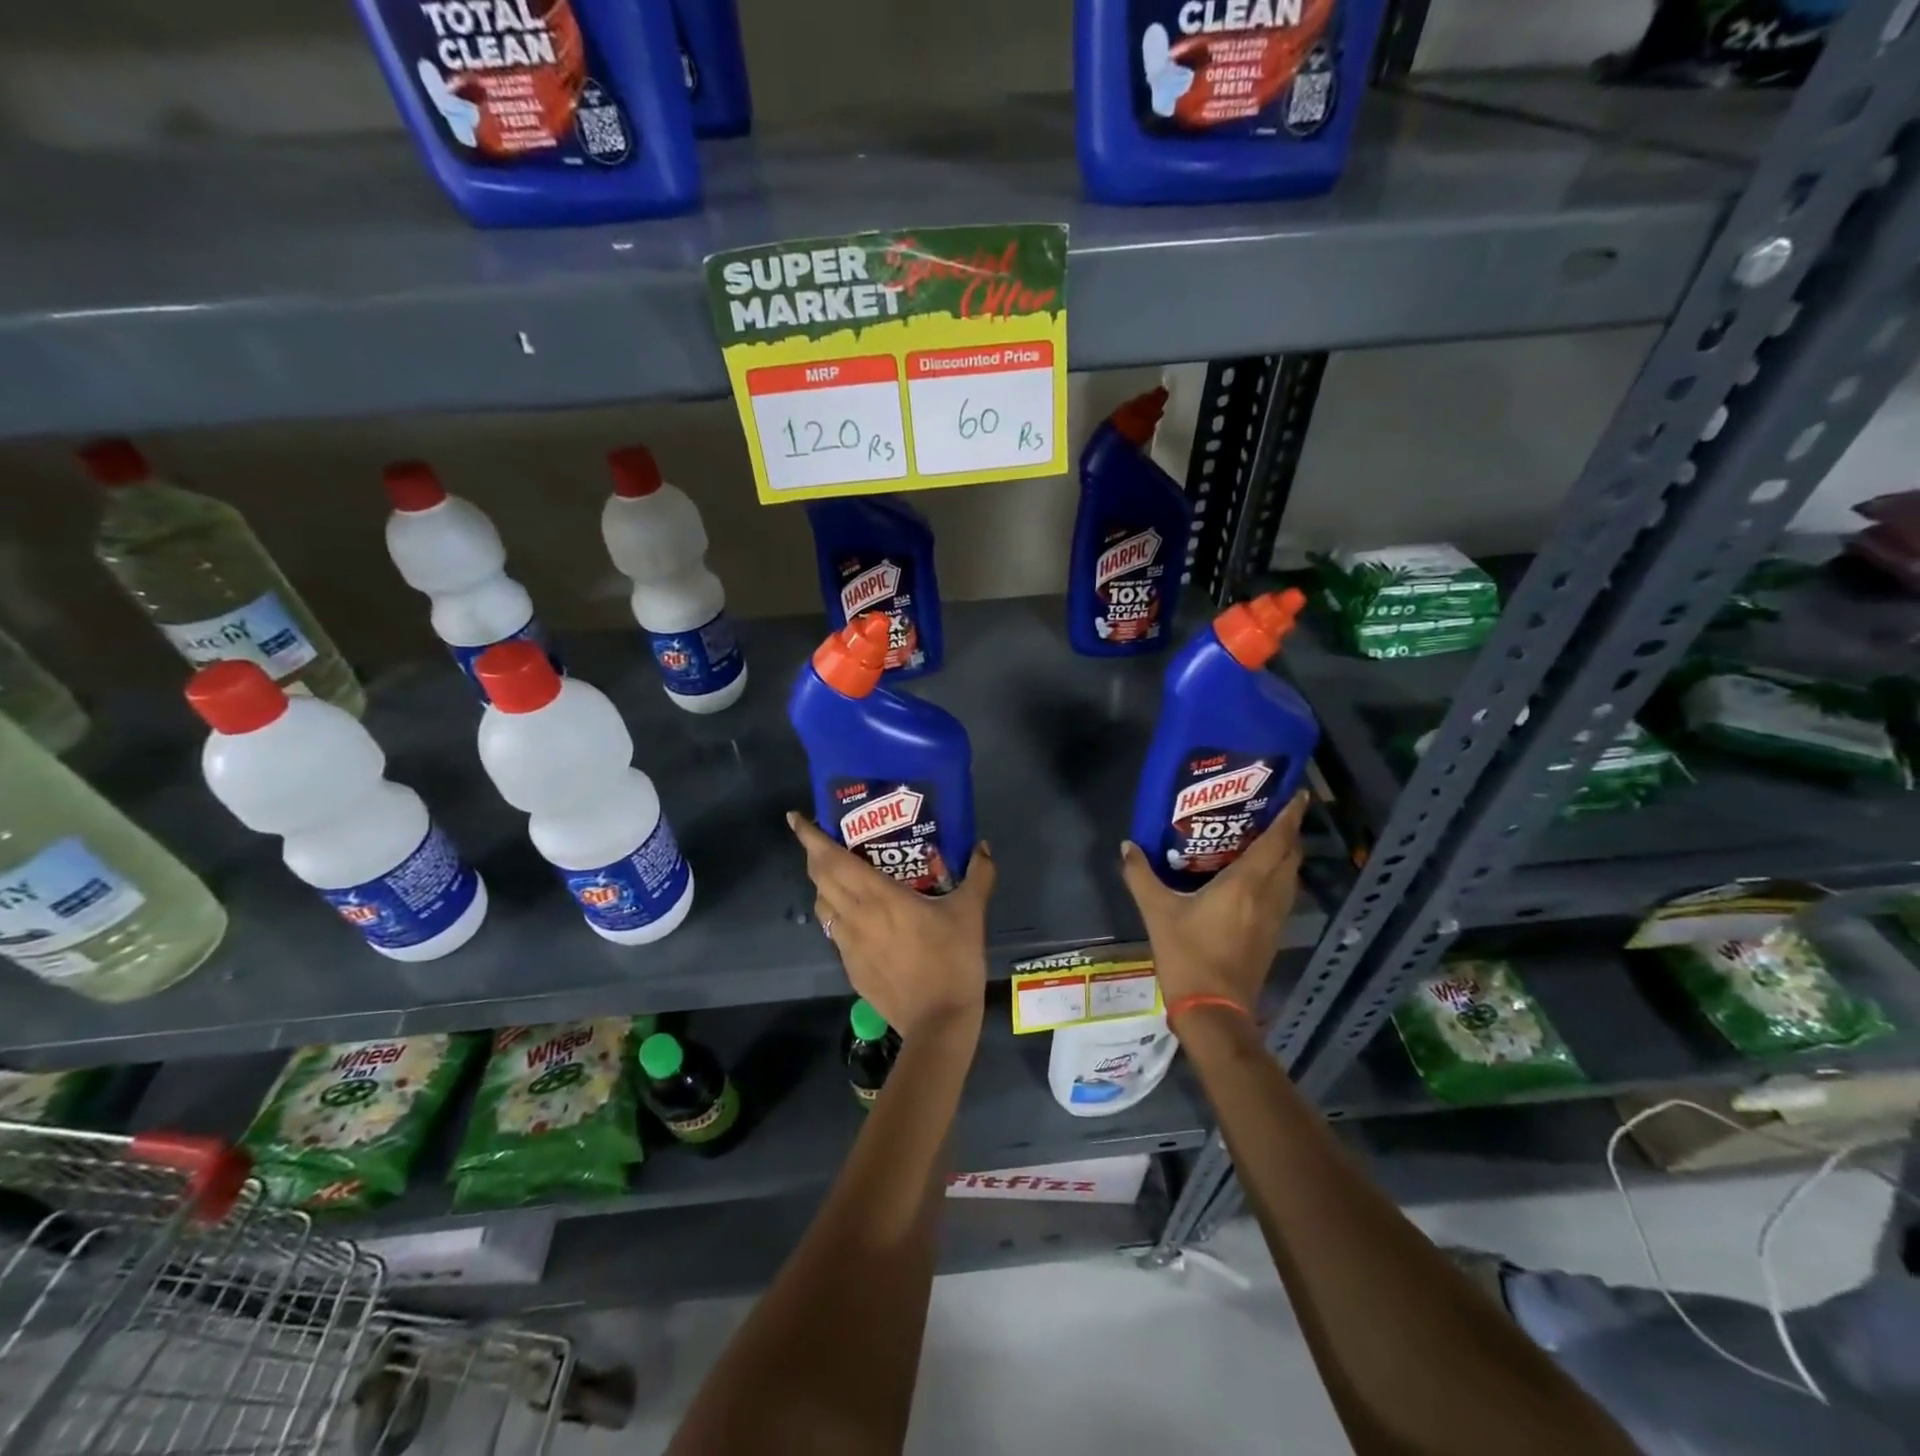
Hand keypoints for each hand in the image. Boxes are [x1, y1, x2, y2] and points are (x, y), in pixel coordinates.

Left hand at [787, 813, 995, 1040]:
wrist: (938, 1022)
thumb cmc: (952, 960)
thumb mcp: (970, 912)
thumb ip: (978, 875)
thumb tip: (984, 847)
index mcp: (878, 896)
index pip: (832, 860)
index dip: (810, 837)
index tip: (795, 818)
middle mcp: (854, 916)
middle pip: (820, 878)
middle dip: (814, 855)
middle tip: (821, 839)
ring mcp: (848, 945)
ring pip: (822, 907)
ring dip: (822, 886)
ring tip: (837, 876)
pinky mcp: (851, 968)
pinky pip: (834, 932)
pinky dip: (835, 916)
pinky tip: (857, 919)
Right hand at [1119, 792, 1308, 1012]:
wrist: (1214, 1010)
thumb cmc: (1188, 956)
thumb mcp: (1157, 912)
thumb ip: (1141, 876)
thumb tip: (1128, 846)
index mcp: (1245, 884)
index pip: (1277, 841)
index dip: (1290, 815)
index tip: (1298, 792)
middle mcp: (1268, 896)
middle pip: (1290, 855)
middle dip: (1289, 830)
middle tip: (1273, 809)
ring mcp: (1274, 918)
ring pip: (1290, 876)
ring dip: (1286, 854)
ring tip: (1266, 836)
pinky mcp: (1272, 935)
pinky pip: (1283, 893)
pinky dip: (1278, 875)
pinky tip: (1257, 876)